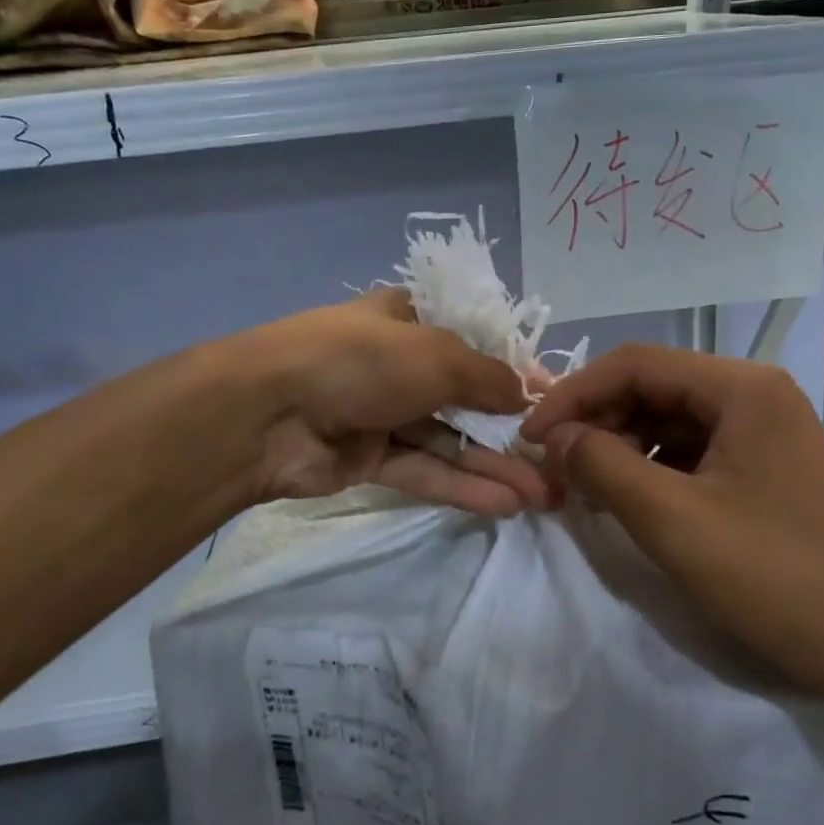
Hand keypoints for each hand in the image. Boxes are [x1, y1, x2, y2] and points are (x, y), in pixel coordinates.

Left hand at [234, 290, 548, 516]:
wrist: (268, 412)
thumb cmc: (363, 360)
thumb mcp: (439, 356)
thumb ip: (489, 377)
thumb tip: (529, 396)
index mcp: (408, 320)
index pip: (472, 342)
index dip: (514, 370)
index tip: (552, 399)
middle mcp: (397, 364)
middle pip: (464, 397)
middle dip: (510, 429)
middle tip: (555, 459)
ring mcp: (381, 413)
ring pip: (447, 441)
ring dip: (493, 465)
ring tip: (543, 493)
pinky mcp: (367, 459)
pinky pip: (423, 470)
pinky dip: (461, 485)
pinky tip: (505, 504)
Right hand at [519, 344, 823, 702]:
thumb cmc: (778, 577)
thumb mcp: (674, 520)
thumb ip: (602, 465)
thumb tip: (555, 437)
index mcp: (741, 387)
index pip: (634, 363)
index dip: (573, 394)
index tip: (531, 437)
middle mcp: (756, 395)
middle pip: (653, 388)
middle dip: (597, 423)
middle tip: (556, 470)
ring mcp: (766, 432)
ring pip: (670, 421)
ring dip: (621, 448)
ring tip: (586, 490)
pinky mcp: (767, 469)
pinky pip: (694, 452)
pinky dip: (653, 470)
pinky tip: (630, 502)